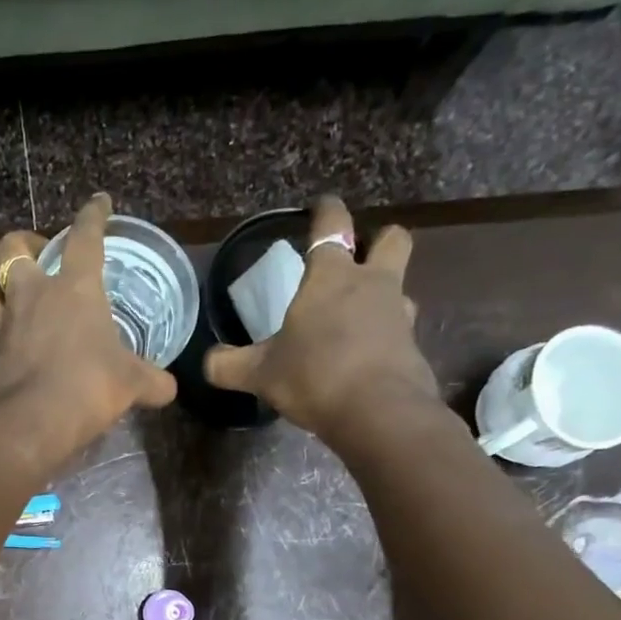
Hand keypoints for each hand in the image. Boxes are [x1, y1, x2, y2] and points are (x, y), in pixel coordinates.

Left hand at [0, 194, 177, 467]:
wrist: (30, 423)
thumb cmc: (88, 386)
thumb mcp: (131, 384)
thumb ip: (150, 381)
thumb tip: (168, 388)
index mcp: (75, 288)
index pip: (85, 237)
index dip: (93, 216)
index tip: (99, 203)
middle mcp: (34, 295)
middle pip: (12, 249)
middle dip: (22, 244)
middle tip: (36, 255)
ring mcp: (5, 324)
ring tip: (12, 303)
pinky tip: (10, 348)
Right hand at [204, 196, 439, 448]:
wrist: (377, 412)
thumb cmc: (314, 376)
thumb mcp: (260, 374)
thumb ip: (229, 365)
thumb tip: (208, 362)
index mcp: (330, 277)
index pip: (332, 224)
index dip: (325, 210)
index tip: (320, 207)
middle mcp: (372, 284)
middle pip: (391, 240)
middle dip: (378, 241)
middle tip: (357, 260)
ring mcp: (398, 314)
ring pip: (400, 286)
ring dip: (383, 294)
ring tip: (358, 318)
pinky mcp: (412, 347)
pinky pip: (400, 330)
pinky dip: (384, 337)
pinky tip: (365, 358)